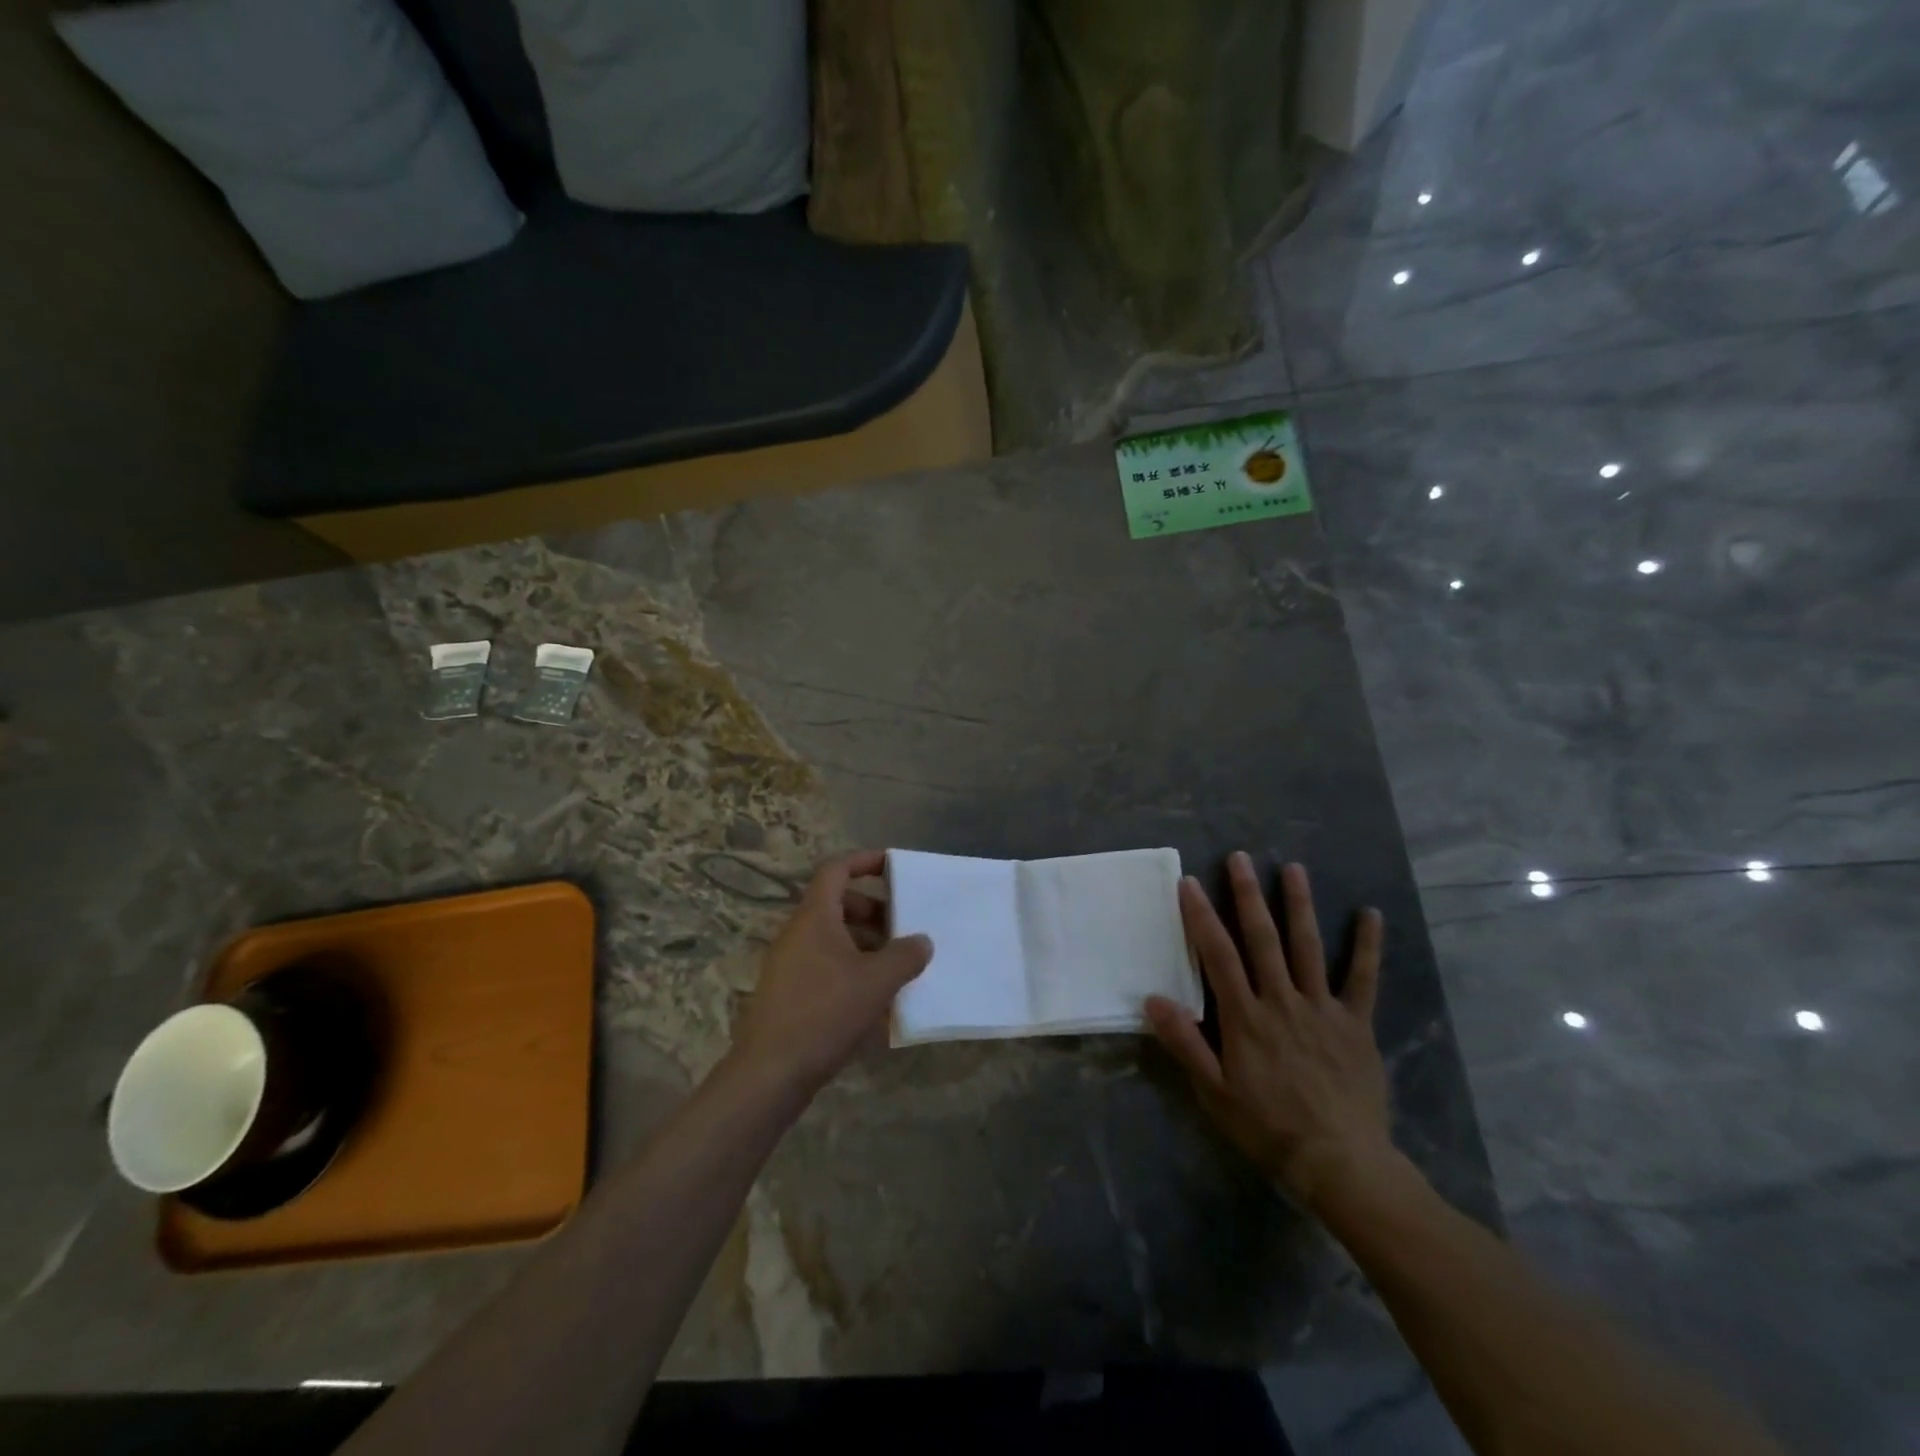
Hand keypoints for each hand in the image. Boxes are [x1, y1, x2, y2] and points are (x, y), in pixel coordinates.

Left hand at [727, 851, 932, 1096]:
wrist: (770, 1073)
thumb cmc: (825, 1013)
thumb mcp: (876, 982)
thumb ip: (905, 956)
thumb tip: (922, 941)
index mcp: (815, 917)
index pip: (836, 870)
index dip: (865, 861)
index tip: (893, 865)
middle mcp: (797, 933)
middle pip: (836, 904)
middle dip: (872, 909)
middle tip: (901, 926)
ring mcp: (788, 964)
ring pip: (831, 937)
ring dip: (864, 942)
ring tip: (894, 965)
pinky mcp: (787, 993)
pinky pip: (824, 965)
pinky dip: (850, 968)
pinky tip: (873, 998)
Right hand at [1146, 854, 1395, 1210]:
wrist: (1339, 1163)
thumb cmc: (1267, 1127)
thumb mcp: (1214, 1092)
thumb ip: (1184, 1042)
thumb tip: (1152, 998)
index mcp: (1245, 1016)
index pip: (1217, 954)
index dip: (1201, 916)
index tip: (1189, 882)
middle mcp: (1282, 1000)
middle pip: (1262, 939)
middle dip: (1247, 895)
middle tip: (1239, 858)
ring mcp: (1322, 1008)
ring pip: (1307, 947)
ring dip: (1299, 905)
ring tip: (1292, 868)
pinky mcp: (1355, 1024)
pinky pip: (1362, 979)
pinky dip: (1367, 946)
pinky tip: (1371, 914)